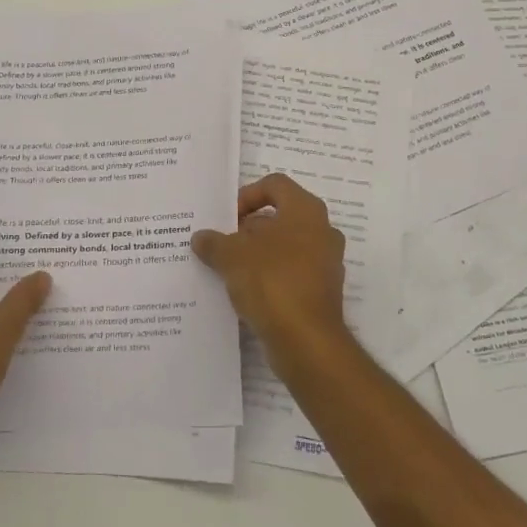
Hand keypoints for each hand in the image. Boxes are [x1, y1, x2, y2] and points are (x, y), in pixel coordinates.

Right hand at [191, 173, 347, 350]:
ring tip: (228, 270)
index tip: (227, 219)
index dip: (247, 196)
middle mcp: (322, 231)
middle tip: (222, 245)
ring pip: (285, 248)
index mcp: (306, 211)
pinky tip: (245, 293)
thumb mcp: (232, 257)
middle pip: (279, 218)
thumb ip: (214, 243)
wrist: (307, 341)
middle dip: (248, 229)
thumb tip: (201, 238)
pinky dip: (269, 278)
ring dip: (257, 255)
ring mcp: (325, 263)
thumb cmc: (272, 282)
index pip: (275, 185)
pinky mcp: (321, 292)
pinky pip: (290, 274)